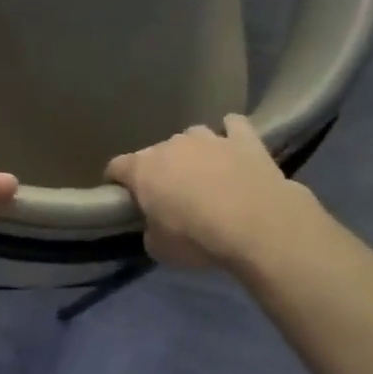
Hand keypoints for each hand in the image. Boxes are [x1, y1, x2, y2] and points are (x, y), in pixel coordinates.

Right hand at [105, 114, 319, 268]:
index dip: (116, 182)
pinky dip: (230, 133)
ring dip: (193, 153)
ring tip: (204, 174)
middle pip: (156, 153)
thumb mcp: (159, 248)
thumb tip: (155, 224)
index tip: (123, 198)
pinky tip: (233, 147)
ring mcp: (210, 138)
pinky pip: (233, 126)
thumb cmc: (196, 238)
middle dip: (159, 170)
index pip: (116, 167)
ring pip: (192, 136)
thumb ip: (150, 230)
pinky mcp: (245, 139)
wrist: (257, 226)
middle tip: (170, 196)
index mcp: (142, 169)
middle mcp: (171, 145)